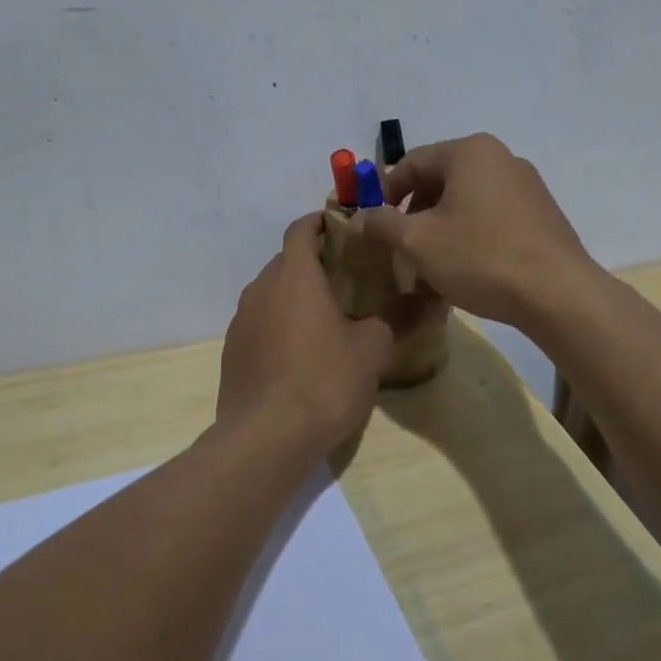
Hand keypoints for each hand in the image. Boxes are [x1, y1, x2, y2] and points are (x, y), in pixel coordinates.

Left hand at [217, 214, 394, 456]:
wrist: (265, 438)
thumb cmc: (324, 381)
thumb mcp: (372, 349)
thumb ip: (398, 317)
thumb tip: (428, 297)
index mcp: (294, 275)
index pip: (301, 228)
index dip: (322, 222)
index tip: (346, 229)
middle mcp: (261, 287)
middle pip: (287, 260)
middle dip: (314, 262)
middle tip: (348, 279)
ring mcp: (242, 319)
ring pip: (271, 292)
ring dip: (295, 295)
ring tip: (327, 317)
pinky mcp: (232, 350)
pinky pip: (260, 321)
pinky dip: (279, 323)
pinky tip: (300, 353)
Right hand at [359, 133, 598, 331]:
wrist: (557, 293)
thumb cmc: (481, 257)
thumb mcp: (419, 241)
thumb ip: (382, 223)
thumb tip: (361, 215)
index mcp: (470, 151)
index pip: (412, 161)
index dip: (385, 191)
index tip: (373, 222)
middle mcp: (501, 156)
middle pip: (441, 176)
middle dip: (415, 208)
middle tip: (401, 242)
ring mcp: (527, 183)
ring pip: (467, 196)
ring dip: (442, 221)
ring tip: (432, 257)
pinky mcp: (542, 211)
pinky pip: (493, 212)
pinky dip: (471, 229)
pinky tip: (468, 262)